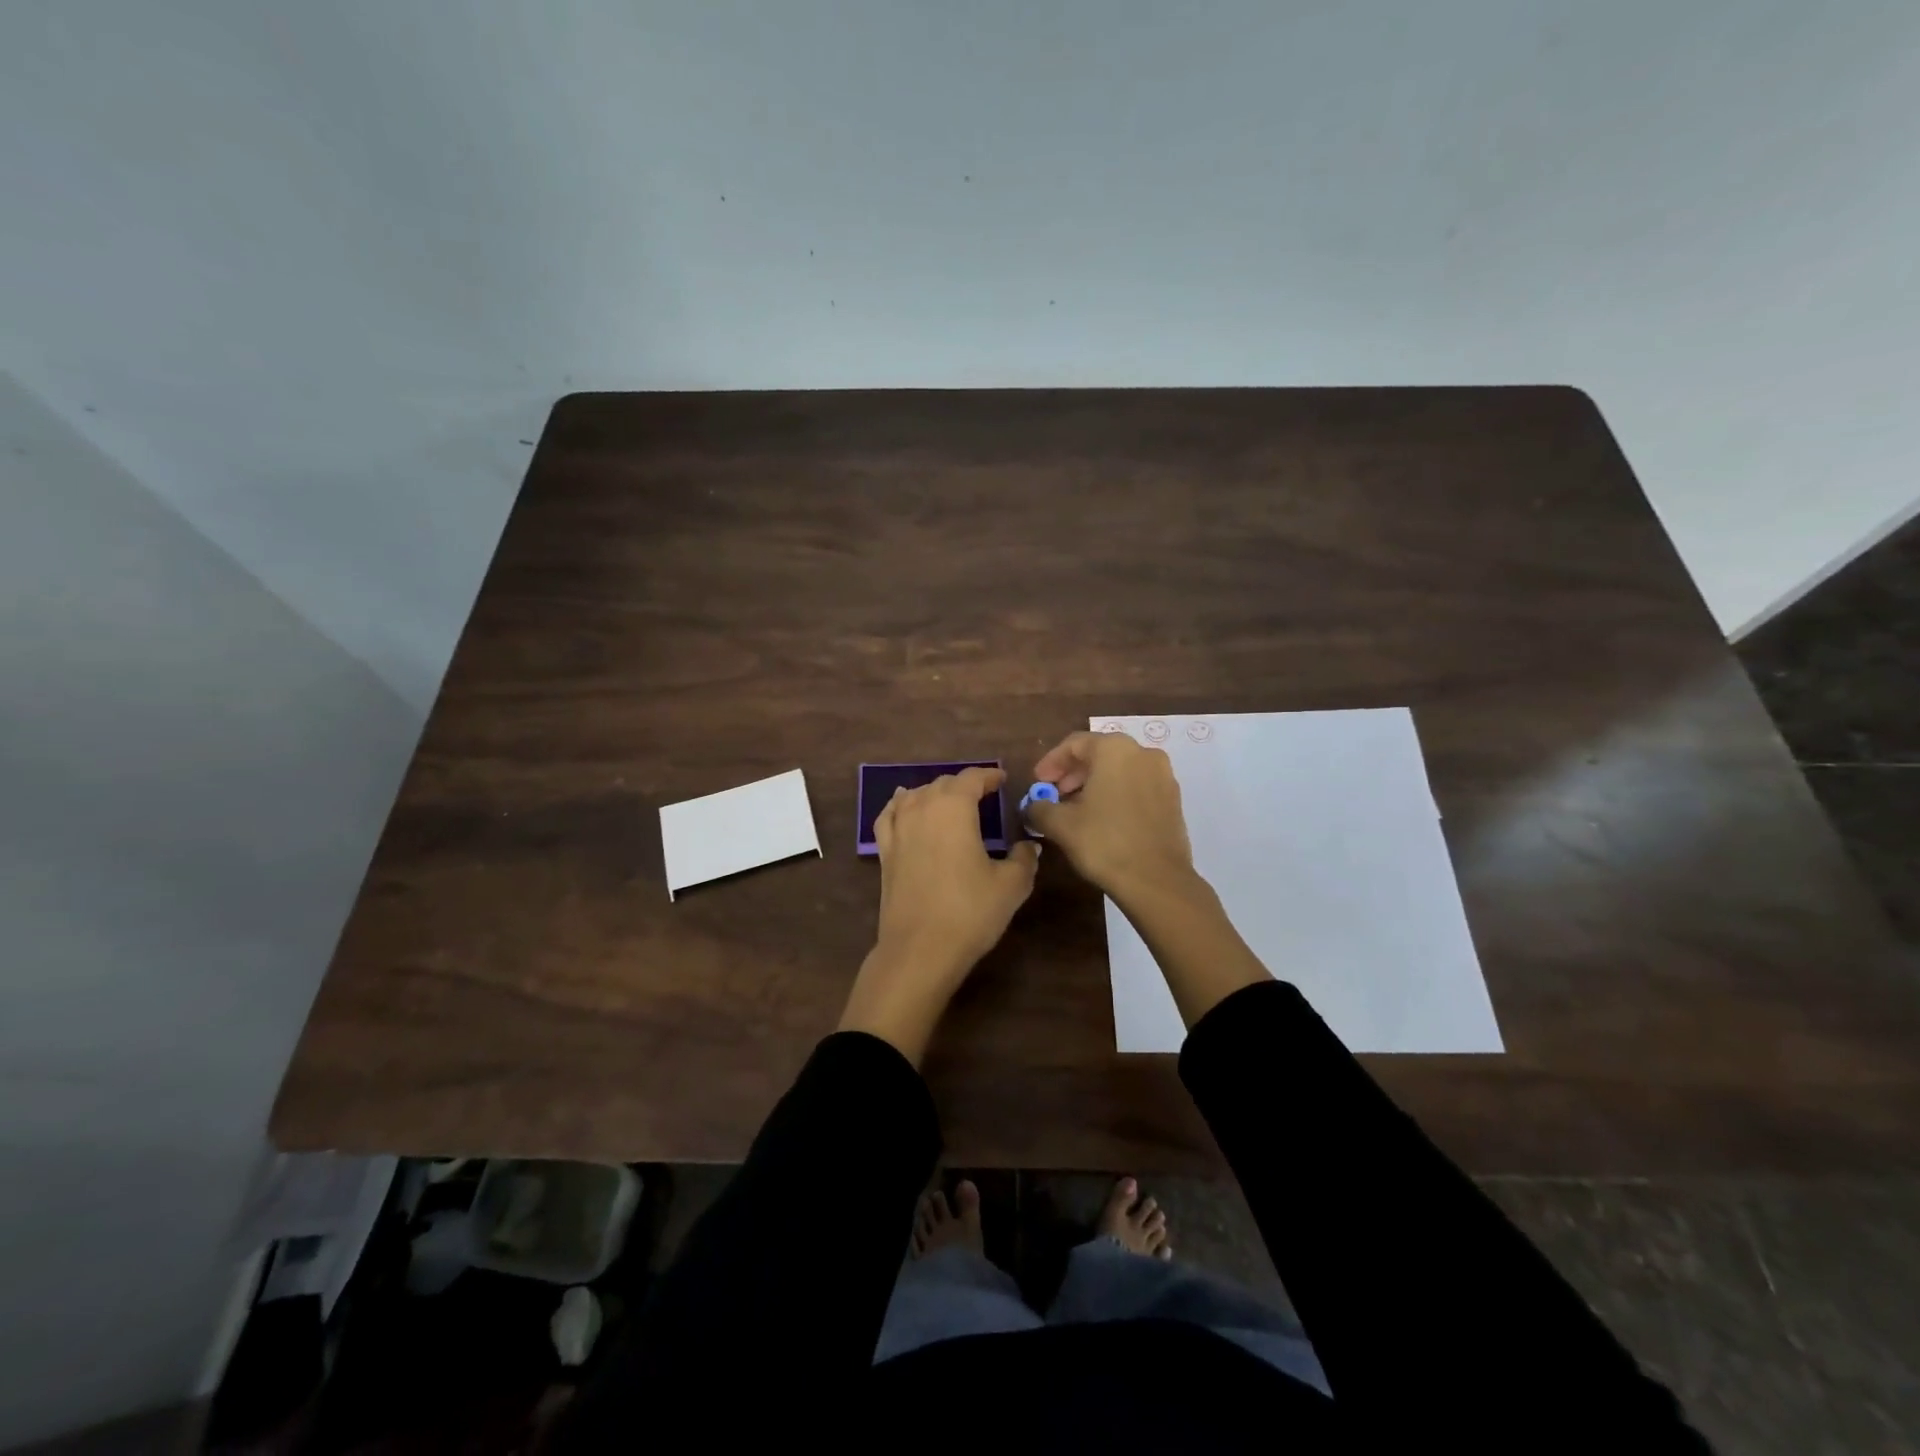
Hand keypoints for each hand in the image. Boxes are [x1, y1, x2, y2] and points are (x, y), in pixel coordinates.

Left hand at [839, 767, 1039, 1062]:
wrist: (920, 949)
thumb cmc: (970, 911)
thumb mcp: (1011, 885)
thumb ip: (1023, 859)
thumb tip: (1029, 846)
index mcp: (954, 807)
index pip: (972, 778)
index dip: (989, 776)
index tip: (1002, 780)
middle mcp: (922, 808)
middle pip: (943, 784)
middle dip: (964, 785)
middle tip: (983, 796)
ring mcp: (898, 828)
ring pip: (915, 795)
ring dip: (935, 793)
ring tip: (950, 803)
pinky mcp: (884, 851)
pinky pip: (890, 815)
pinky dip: (901, 806)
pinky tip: (905, 807)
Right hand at [1028, 731, 1268, 1026]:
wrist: (1157, 881)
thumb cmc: (1104, 842)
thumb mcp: (1060, 824)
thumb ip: (1039, 808)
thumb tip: (1032, 806)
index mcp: (1115, 749)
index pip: (1074, 744)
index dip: (1050, 762)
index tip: (1037, 782)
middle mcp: (1143, 753)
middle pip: (1099, 754)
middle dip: (1072, 773)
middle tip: (1053, 795)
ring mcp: (1163, 776)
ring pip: (1120, 771)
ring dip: (1094, 785)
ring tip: (1075, 810)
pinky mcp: (1173, 800)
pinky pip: (1137, 787)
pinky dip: (1116, 795)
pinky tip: (1102, 820)